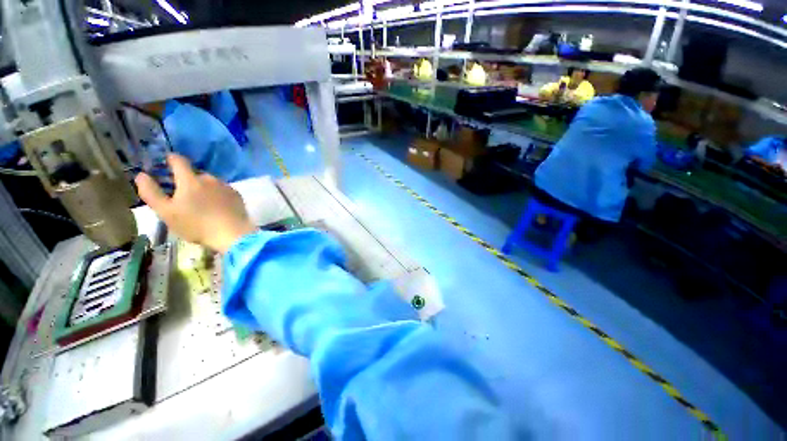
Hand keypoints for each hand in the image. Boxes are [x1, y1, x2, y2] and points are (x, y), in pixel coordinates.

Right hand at [135, 154, 256, 252]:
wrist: (232, 233)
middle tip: (182, 194)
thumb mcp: (166, 212)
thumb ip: (151, 192)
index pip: (179, 161)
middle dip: (187, 179)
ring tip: (200, 203)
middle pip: (195, 173)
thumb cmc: (196, 224)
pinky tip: (216, 207)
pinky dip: (217, 194)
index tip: (166, 162)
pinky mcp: (237, 195)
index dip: (171, 159)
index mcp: (190, 180)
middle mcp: (210, 178)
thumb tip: (141, 175)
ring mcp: (226, 186)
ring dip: (203, 188)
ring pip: (210, 182)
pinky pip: (223, 190)